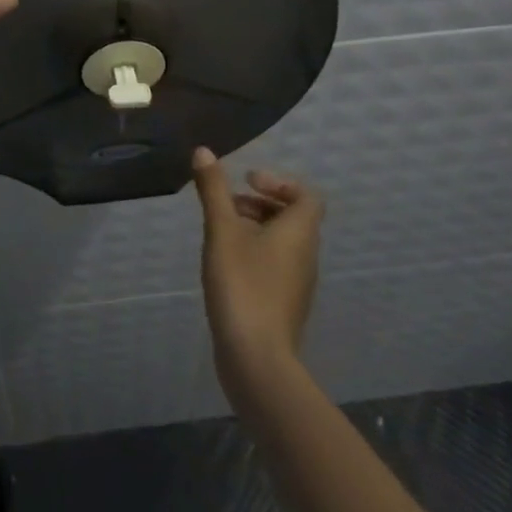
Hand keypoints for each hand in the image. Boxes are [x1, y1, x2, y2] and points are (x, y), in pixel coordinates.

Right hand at [192, 148, 323, 395]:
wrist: (257, 360)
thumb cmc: (243, 285)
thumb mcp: (222, 230)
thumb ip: (213, 190)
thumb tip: (203, 151)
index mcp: (299, 232)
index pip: (307, 196)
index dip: (280, 182)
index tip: (247, 182)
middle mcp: (306, 255)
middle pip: (293, 217)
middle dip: (260, 203)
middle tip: (228, 204)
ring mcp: (298, 284)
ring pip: (282, 243)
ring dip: (255, 228)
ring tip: (220, 233)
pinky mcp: (285, 306)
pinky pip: (276, 266)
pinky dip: (255, 254)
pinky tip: (224, 266)